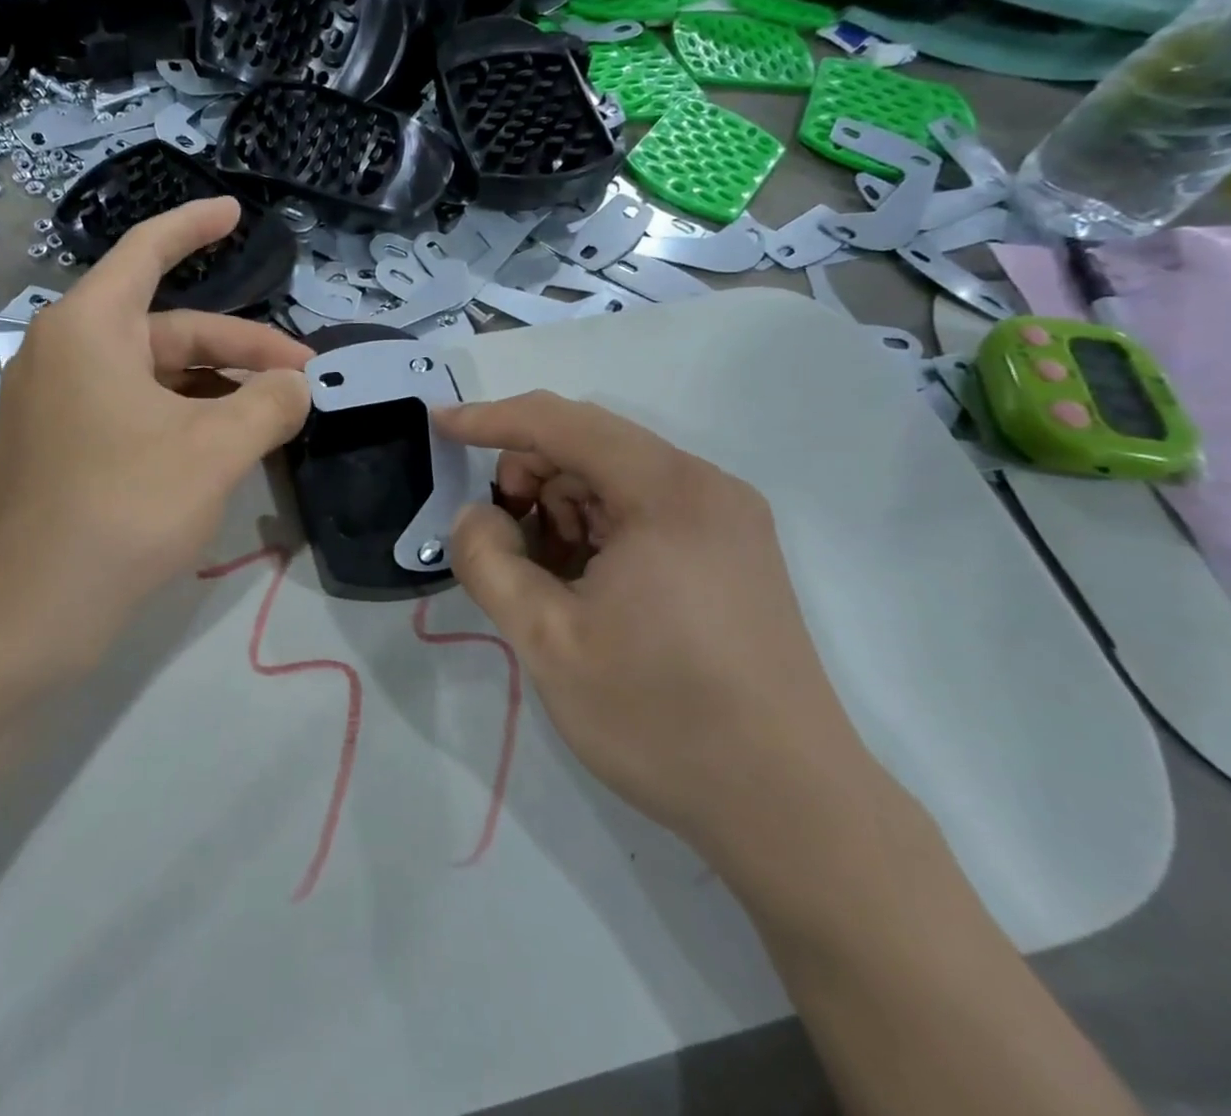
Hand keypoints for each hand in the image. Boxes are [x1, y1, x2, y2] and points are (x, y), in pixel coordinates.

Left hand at [0, 199, 310, 675]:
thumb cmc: (123, 509)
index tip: (236, 213)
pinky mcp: (62, 449)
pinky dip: (186, 418)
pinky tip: (227, 447)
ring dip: (218, 389)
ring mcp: (59, 405)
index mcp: (89, 329)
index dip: (194, 226)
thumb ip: (270, 404)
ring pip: (156, 376)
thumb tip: (297, 386)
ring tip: (276, 417)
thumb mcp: (215, 449)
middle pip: (169, 329)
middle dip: (240, 349)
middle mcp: (66, 354)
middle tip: (304, 378)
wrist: (32, 614)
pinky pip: (136, 410)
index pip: (147, 252)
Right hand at [436, 391, 882, 867]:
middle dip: (529, 477)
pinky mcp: (732, 553)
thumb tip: (474, 517)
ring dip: (561, 509)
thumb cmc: (661, 718)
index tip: (438, 427)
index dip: (491, 419)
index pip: (561, 423)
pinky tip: (586, 588)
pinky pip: (643, 511)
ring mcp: (726, 520)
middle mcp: (705, 487)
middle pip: (589, 445)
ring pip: (614, 479)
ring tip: (547, 580)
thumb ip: (488, 561)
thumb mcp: (547, 640)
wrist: (792, 812)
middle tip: (501, 542)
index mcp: (667, 491)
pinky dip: (597, 530)